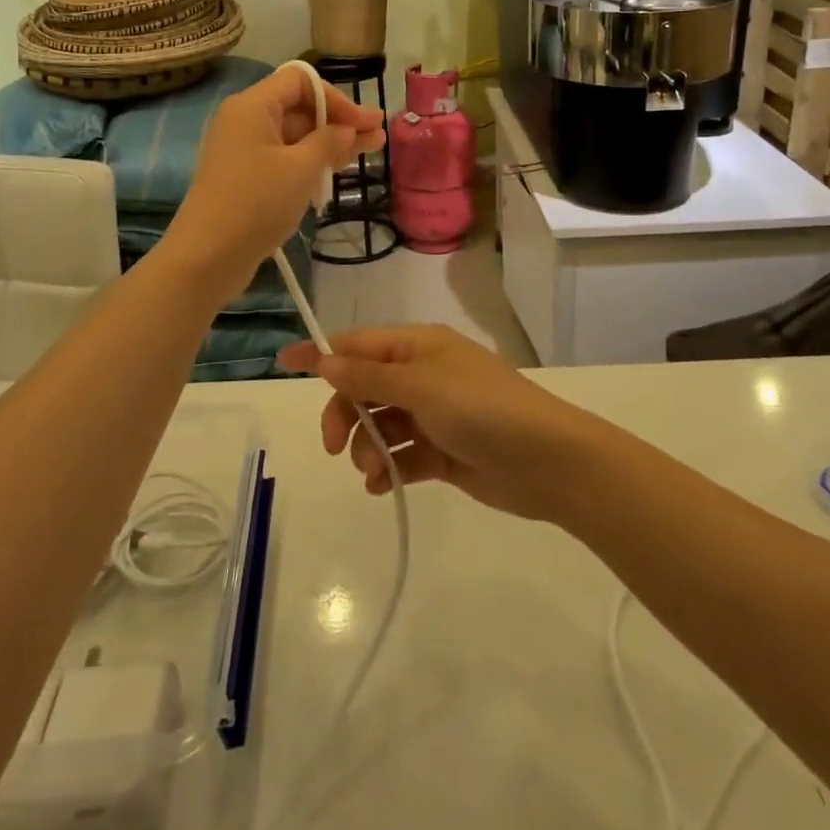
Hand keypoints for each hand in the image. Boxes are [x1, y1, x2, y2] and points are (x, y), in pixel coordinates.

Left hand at [166, 64, 383, 294]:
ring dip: (330, 142)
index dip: (337, 98)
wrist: (207, 257)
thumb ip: (330, 141)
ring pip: (294, 135)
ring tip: (368, 151)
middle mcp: (245, 121)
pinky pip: (284, 158)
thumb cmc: (256, 202)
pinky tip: (335, 171)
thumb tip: (348, 129)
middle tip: (377, 136)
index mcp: (252, 106)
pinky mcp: (245, 177)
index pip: (301, 81)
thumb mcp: (301, 168)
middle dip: (339, 121)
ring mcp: (243, 150)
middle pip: (299, 107)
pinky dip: (310, 161)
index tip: (365, 122)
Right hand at [279, 325, 601, 523]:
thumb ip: (370, 374)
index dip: (322, 352)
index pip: (359, 343)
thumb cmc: (481, 408)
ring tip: (372, 470)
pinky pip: (402, 455)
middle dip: (345, 412)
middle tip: (335, 445)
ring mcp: (434, 414)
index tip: (283, 362)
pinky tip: (383, 486)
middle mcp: (423, 374)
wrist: (546, 460)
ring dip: (367, 446)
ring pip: (380, 424)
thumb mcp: (421, 385)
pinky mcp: (443, 452)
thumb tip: (326, 357)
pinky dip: (388, 469)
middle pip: (364, 386)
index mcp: (419, 346)